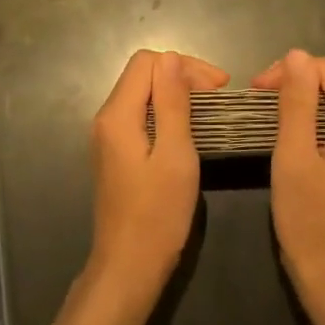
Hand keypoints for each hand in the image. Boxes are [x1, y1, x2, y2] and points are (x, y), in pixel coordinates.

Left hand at [88, 49, 228, 297]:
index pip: (147, 62)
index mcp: (117, 115)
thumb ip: (172, 103)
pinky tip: (189, 128)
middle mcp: (106, 119)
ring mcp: (108, 137)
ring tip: (209, 109)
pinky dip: (166, 112)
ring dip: (175, 93)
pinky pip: (141, 115)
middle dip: (181, 75)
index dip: (184, 65)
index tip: (218, 88)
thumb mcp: (175, 155)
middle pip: (142, 74)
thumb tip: (171, 57)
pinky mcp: (116, 153)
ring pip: (142, 94)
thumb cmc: (157, 214)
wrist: (128, 267)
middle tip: (219, 96)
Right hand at [253, 50, 324, 307]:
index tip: (260, 88)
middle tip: (260, 98)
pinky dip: (311, 118)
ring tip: (269, 112)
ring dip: (303, 98)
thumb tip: (297, 55)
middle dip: (298, 80)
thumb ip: (297, 103)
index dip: (294, 68)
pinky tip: (289, 133)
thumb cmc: (308, 218)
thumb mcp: (293, 156)